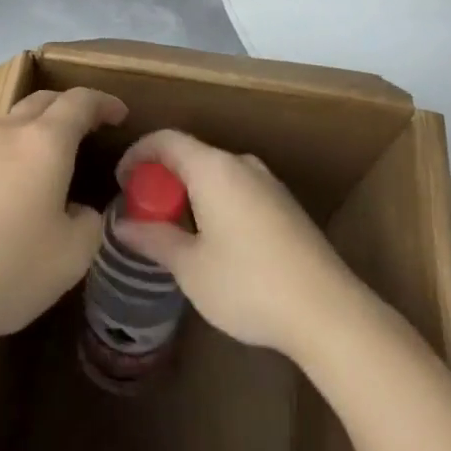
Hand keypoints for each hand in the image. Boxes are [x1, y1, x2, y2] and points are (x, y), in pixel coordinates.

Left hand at [0, 87, 124, 348]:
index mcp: (44, 141)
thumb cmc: (4, 266)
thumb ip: (91, 224)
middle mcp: (7, 133)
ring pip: (13, 121)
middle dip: (71, 106)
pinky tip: (13, 188)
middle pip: (44, 100)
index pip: (80, 101)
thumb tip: (83, 211)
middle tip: (91, 127)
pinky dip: (13, 151)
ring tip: (53, 157)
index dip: (104, 103)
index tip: (120, 114)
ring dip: (39, 127)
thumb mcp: (70, 257)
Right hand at [113, 130, 367, 361]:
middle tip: (144, 212)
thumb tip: (122, 224)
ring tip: (175, 230)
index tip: (122, 181)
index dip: (138, 154)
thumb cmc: (249, 284)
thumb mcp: (191, 267)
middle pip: (191, 155)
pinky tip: (214, 241)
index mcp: (213, 167)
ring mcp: (268, 182)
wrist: (328, 311)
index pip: (166, 140)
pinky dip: (214, 201)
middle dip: (162, 178)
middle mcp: (241, 164)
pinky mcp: (285, 205)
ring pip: (215, 173)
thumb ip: (154, 239)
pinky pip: (237, 188)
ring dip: (189, 192)